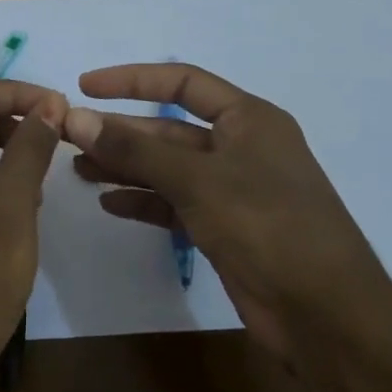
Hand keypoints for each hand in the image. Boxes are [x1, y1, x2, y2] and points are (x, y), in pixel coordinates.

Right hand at [64, 62, 391, 361]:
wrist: (322, 311)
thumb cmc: (266, 226)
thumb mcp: (197, 180)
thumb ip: (135, 150)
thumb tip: (76, 118)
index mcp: (248, 119)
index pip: (183, 82)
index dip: (132, 80)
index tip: (85, 86)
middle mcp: (240, 148)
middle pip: (169, 130)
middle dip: (120, 133)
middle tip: (69, 139)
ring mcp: (232, 191)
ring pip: (168, 169)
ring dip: (125, 168)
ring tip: (79, 171)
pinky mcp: (224, 228)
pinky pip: (174, 205)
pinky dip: (144, 202)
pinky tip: (109, 204)